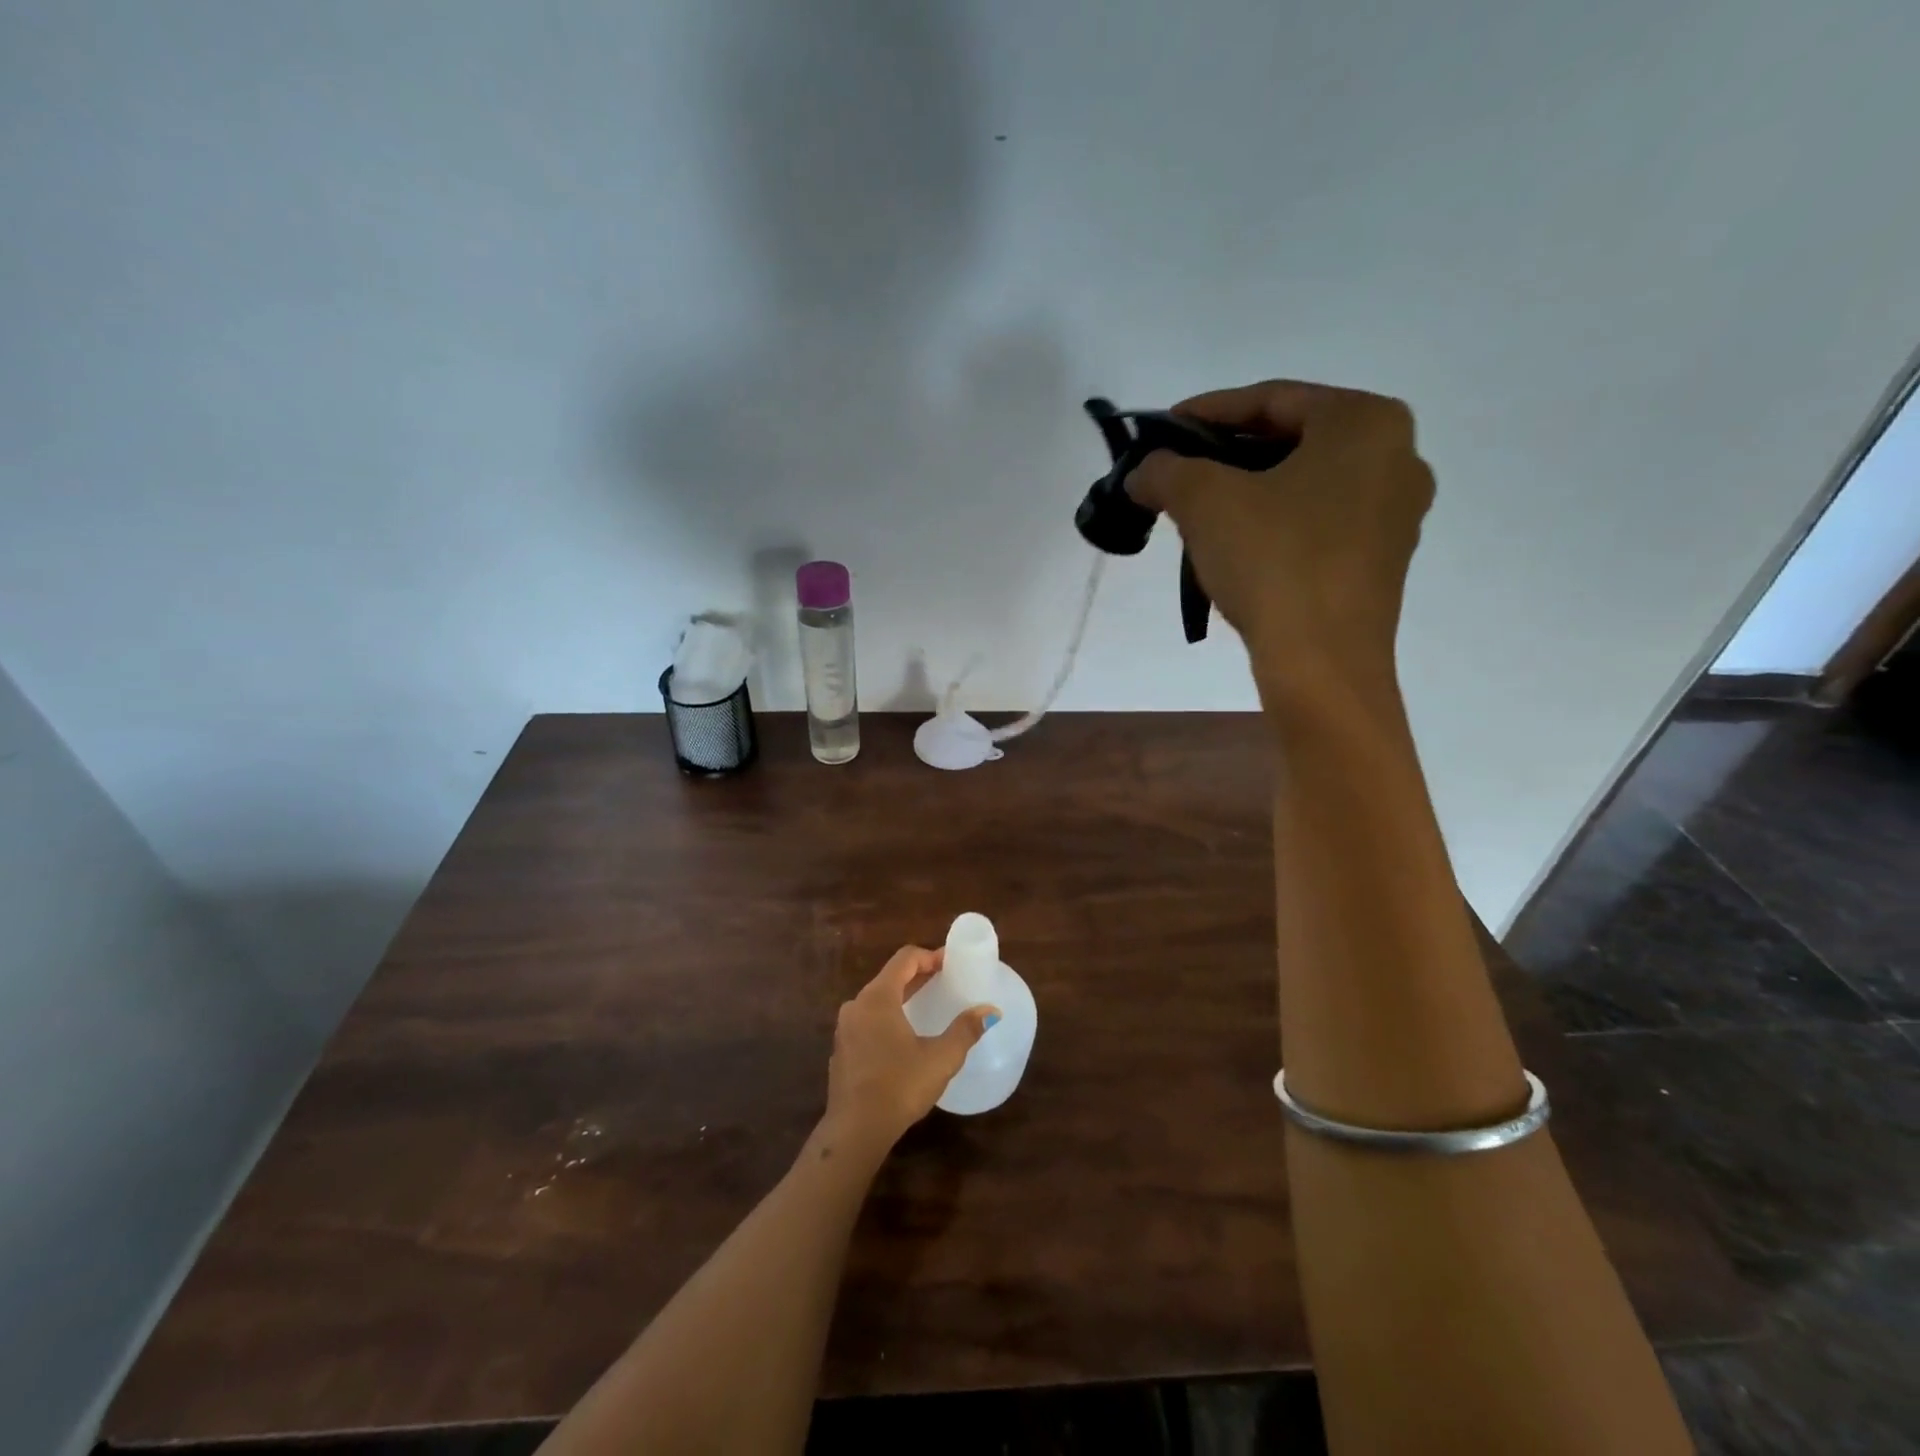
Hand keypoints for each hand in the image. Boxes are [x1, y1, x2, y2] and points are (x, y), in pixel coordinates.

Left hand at [821, 946, 996, 1158]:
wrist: (855, 1131)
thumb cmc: (900, 1086)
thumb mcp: (941, 1058)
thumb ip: (965, 1030)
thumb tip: (990, 1011)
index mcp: (878, 997)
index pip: (905, 959)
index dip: (930, 956)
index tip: (951, 964)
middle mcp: (857, 1005)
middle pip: (890, 977)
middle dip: (918, 975)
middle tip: (944, 981)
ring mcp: (845, 1028)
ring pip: (877, 1000)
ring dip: (902, 997)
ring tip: (926, 1006)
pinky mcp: (842, 1050)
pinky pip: (867, 1021)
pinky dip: (887, 1018)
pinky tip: (903, 1038)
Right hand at [1127, 380, 1434, 700]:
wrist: (1322, 663)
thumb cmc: (1273, 561)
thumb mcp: (1204, 501)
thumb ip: (1166, 470)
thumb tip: (1142, 471)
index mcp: (1365, 422)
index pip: (1271, 398)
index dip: (1206, 411)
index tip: (1161, 430)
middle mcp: (1396, 456)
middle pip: (1291, 439)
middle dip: (1225, 454)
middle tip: (1177, 472)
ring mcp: (1396, 513)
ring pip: (1305, 483)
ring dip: (1247, 490)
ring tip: (1197, 510)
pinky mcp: (1383, 560)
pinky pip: (1319, 522)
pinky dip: (1274, 522)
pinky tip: (1235, 545)